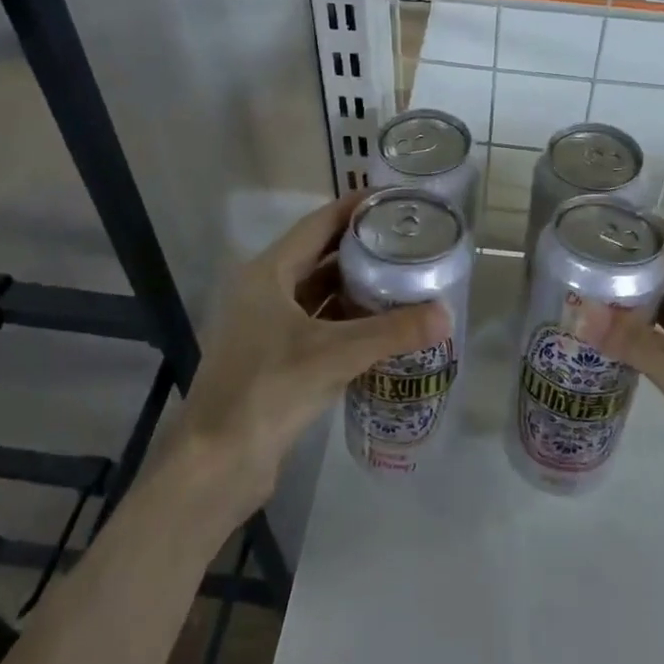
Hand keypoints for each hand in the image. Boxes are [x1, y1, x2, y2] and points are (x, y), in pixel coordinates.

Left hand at [166, 192, 446, 510]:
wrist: (217, 463)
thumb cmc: (268, 390)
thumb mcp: (333, 355)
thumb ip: (391, 332)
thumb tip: (446, 314)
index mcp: (267, 274)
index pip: (317, 225)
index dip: (353, 208)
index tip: (392, 199)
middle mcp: (264, 293)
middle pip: (319, 258)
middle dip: (362, 250)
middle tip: (409, 243)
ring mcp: (267, 328)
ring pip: (319, 296)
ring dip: (357, 290)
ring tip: (404, 281)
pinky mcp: (275, 360)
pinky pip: (319, 328)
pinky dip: (348, 324)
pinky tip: (382, 329)